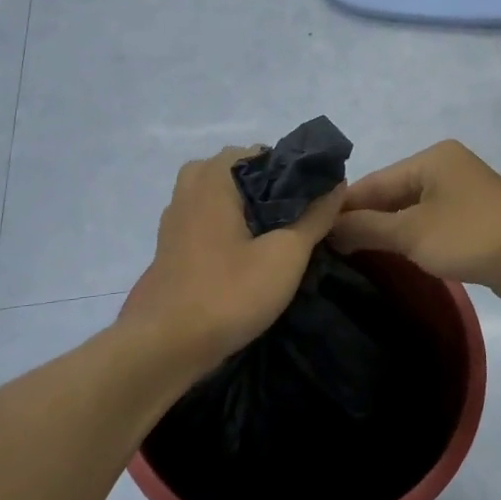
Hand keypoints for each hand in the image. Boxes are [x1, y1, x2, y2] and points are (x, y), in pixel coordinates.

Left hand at [122, 146, 343, 374]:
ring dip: (247, 211)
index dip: (292, 171)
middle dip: (268, 190)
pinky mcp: (170, 249)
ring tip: (276, 239)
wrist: (164, 347)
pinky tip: (248, 258)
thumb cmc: (228, 293)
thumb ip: (314, 216)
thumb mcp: (285, 255)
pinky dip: (228, 229)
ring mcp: (174, 220)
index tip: (314, 199)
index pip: (260, 152)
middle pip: (237, 173)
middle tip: (296, 219)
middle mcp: (188, 189)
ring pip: (219, 199)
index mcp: (213, 178)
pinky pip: (206, 222)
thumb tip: (336, 182)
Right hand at [331, 140, 500, 307]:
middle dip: (363, 223)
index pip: (373, 182)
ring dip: (385, 235)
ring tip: (350, 259)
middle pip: (390, 196)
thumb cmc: (472, 236)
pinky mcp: (473, 223)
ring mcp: (461, 197)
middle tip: (328, 251)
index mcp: (430, 159)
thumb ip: (366, 228)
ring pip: (410, 214)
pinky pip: (429, 228)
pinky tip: (389, 261)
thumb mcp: (411, 233)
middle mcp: (444, 170)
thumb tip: (327, 228)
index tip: (313, 233)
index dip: (343, 208)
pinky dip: (410, 242)